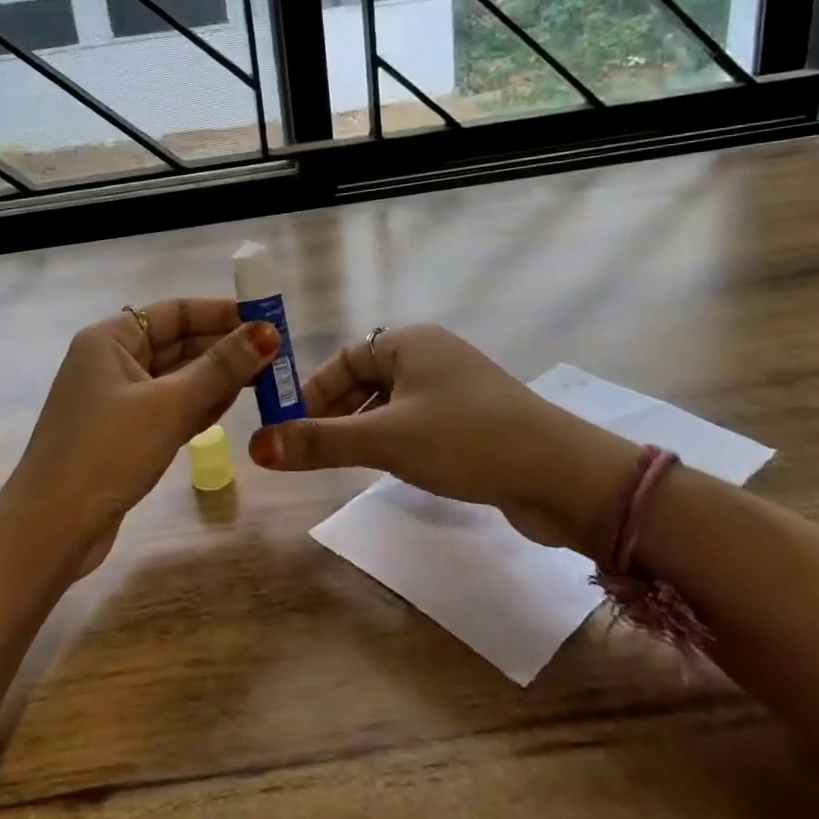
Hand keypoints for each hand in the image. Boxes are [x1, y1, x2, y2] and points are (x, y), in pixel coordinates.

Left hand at [0, 299, 279, 575]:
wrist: (50, 530)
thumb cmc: (107, 452)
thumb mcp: (169, 406)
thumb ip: (220, 368)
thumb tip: (268, 333)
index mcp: (111, 339)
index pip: (175, 311)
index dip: (221, 313)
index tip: (267, 321)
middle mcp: (111, 361)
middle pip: (177, 343)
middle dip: (224, 348)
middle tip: (276, 355)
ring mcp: (116, 400)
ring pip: (176, 377)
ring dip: (216, 378)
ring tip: (265, 379)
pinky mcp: (123, 433)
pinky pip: (169, 407)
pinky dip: (198, 405)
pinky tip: (231, 407)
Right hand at [247, 324, 640, 554]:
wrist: (562, 475)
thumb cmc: (465, 440)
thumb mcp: (384, 440)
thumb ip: (320, 442)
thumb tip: (256, 447)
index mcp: (410, 342)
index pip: (345, 359)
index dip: (313, 392)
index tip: (288, 427)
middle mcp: (432, 356)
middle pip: (366, 380)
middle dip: (336, 415)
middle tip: (310, 451)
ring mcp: (456, 389)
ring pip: (391, 405)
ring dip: (364, 431)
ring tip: (343, 464)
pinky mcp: (474, 421)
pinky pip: (418, 424)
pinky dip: (395, 442)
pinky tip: (389, 469)